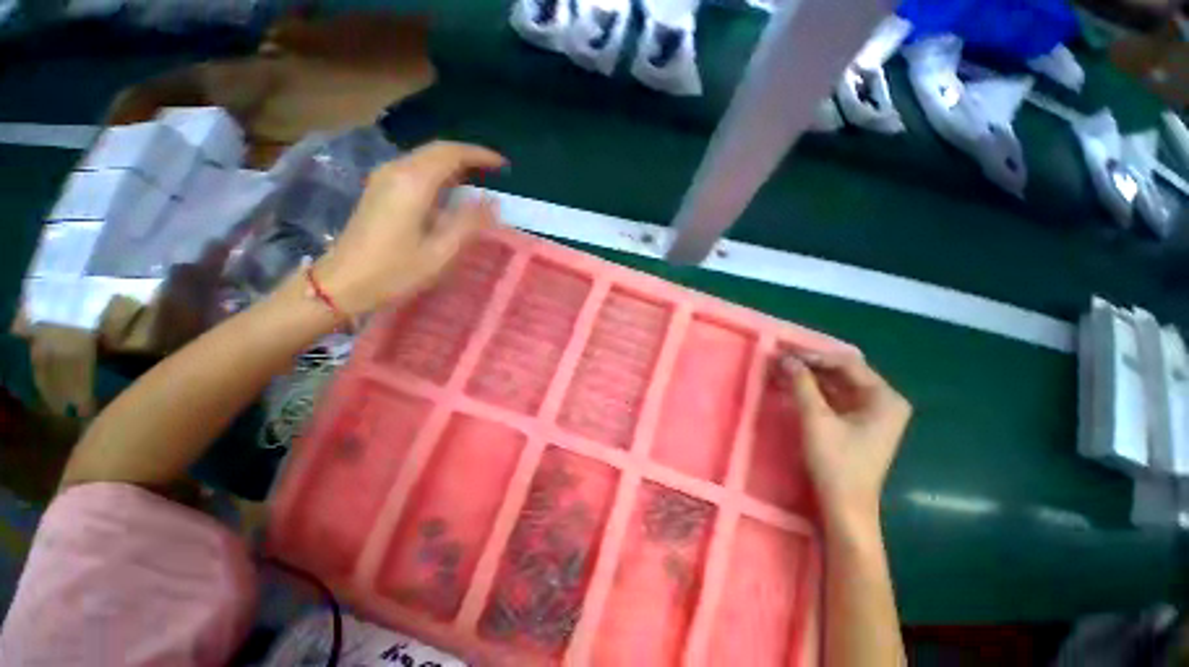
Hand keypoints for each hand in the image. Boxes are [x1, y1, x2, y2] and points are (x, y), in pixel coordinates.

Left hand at [314, 141, 506, 316]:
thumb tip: (492, 203)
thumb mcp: (440, 253)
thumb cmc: (395, 271)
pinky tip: (449, 190)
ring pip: (425, 158)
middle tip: (494, 171)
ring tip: (478, 179)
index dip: (480, 155)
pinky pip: (415, 169)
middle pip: (437, 150)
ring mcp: (384, 178)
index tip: (503, 165)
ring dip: (453, 163)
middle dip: (468, 156)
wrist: (343, 282)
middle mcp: (396, 171)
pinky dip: (438, 173)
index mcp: (413, 183)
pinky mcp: (379, 190)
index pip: (451, 153)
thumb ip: (469, 224)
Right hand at [780, 354, 911, 531]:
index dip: (815, 356)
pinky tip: (793, 385)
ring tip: (782, 369)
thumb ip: (802, 385)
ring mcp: (872, 413)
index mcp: (885, 398)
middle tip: (782, 359)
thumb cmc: (836, 462)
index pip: (847, 364)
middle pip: (844, 372)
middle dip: (811, 365)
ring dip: (810, 377)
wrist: (845, 505)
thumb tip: (786, 359)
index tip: (786, 354)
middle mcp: (883, 401)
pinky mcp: (858, 423)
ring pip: (837, 384)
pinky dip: (814, 391)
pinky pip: (835, 397)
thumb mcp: (816, 420)